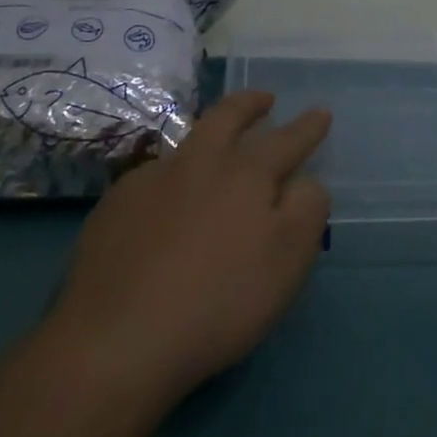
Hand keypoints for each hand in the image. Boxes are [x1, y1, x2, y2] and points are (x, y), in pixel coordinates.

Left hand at [43, 91, 332, 404]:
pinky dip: (172, 178)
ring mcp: (150, 179)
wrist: (117, 337)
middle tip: (264, 99)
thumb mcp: (287, 261)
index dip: (307, 126)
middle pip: (227, 116)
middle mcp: (198, 162)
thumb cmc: (219, 300)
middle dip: (250, 103)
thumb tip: (306, 181)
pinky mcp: (115, 205)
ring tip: (216, 148)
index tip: (321, 111)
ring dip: (209, 136)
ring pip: (187, 143)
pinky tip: (166, 204)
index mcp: (245, 173)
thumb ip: (306, 210)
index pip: (286, 140)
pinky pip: (153, 177)